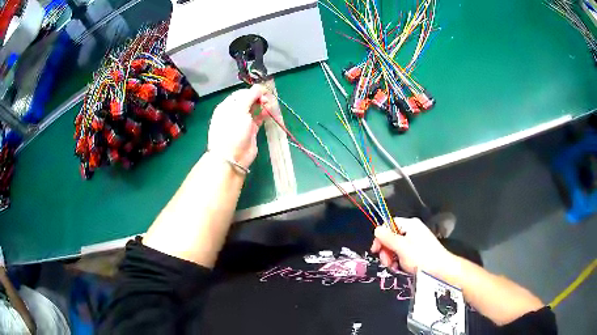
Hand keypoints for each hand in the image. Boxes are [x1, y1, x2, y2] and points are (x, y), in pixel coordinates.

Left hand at [207, 85, 272, 168]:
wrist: (232, 157)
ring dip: (263, 105)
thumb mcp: (239, 110)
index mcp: (227, 106)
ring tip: (270, 105)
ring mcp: (242, 122)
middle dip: (259, 98)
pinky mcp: (251, 131)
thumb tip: (259, 87)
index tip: (263, 91)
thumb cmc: (232, 131)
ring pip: (254, 109)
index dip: (252, 91)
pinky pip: (259, 119)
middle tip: (268, 99)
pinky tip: (270, 112)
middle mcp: (234, 113)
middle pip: (248, 100)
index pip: (241, 94)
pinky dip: (264, 114)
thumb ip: (250, 97)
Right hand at [370, 217, 453, 275]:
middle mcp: (412, 231)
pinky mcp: (416, 252)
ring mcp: (415, 242)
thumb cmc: (422, 257)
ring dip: (391, 258)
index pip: (389, 224)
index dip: (380, 236)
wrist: (440, 270)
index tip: (375, 250)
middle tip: (387, 262)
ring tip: (393, 267)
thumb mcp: (402, 247)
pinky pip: (401, 254)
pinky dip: (398, 261)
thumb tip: (376, 229)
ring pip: (395, 247)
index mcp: (410, 225)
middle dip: (386, 250)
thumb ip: (388, 238)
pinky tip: (399, 268)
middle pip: (391, 237)